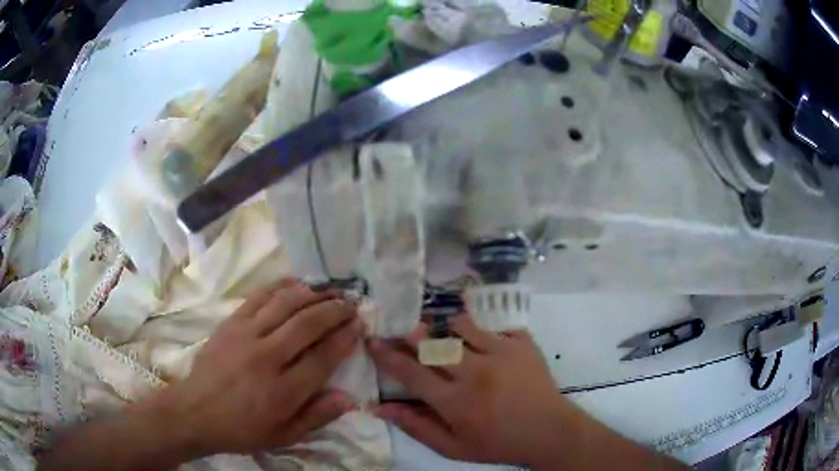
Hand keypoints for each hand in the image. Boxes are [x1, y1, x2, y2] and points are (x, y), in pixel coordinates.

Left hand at [139, 279, 364, 456]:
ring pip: (285, 304)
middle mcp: (266, 357)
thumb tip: (349, 398)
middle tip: (351, 304)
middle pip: (307, 324)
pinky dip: (281, 287)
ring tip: (329, 292)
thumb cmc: (242, 428)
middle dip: (334, 311)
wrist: (195, 411)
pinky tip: (296, 284)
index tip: (359, 326)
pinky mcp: (230, 323)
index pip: (322, 358)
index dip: (345, 339)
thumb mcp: (283, 436)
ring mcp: (245, 335)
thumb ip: (316, 417)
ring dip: (312, 294)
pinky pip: (259, 297)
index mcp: (282, 391)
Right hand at [368, 315, 570, 466]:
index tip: (373, 341)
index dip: (386, 356)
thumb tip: (381, 408)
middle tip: (404, 332)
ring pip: (461, 326)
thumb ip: (416, 427)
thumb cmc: (498, 443)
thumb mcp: (453, 447)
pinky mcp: (522, 342)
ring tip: (448, 338)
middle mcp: (474, 372)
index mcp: (455, 402)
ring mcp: (501, 353)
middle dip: (411, 335)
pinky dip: (481, 327)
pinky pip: (493, 323)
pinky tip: (481, 336)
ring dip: (447, 330)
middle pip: (432, 344)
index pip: (410, 373)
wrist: (549, 431)